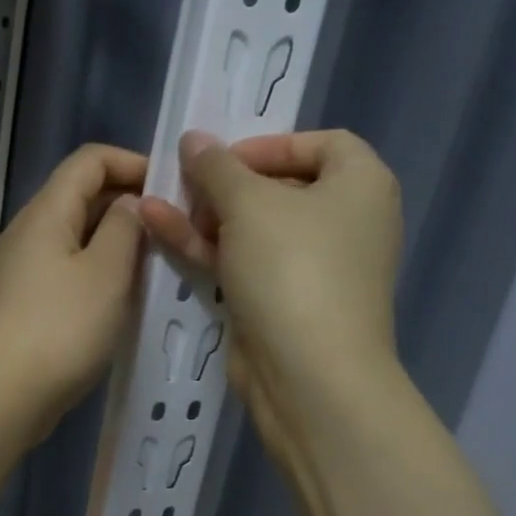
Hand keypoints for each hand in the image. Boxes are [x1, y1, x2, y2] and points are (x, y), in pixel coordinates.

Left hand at [0, 143, 147, 436]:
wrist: (6, 393)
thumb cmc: (63, 327)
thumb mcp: (107, 271)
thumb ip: (125, 227)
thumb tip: (131, 203)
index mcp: (47, 210)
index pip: (90, 159)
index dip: (133, 163)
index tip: (172, 189)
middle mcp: (31, 229)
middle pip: (82, 193)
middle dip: (129, 201)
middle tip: (174, 226)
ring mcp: (26, 265)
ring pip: (78, 232)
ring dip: (117, 238)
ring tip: (159, 259)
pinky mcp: (28, 297)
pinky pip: (70, 264)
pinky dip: (100, 266)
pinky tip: (126, 291)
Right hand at [138, 129, 405, 472]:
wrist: (310, 375)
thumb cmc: (292, 269)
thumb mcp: (248, 203)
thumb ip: (216, 166)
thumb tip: (194, 139)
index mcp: (360, 185)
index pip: (320, 143)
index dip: (268, 144)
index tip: (222, 158)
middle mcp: (345, 222)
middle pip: (279, 186)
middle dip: (224, 183)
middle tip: (184, 184)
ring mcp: (314, 267)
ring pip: (254, 228)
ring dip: (204, 215)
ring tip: (155, 203)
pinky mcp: (285, 302)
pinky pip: (245, 263)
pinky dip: (208, 248)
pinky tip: (159, 229)